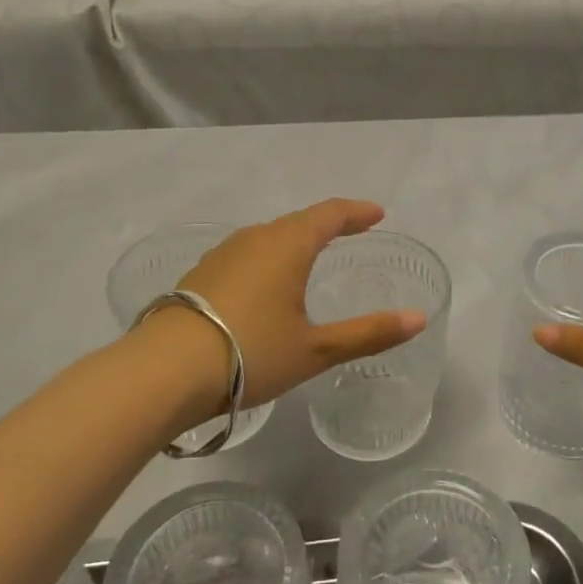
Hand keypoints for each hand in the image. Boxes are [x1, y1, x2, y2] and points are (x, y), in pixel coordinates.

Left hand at [157, 199, 426, 416]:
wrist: (164, 371)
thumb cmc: (250, 353)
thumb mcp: (316, 349)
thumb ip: (368, 333)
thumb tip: (418, 318)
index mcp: (288, 245)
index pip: (330, 214)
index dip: (356, 212)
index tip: (377, 214)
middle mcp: (254, 239)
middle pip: (298, 221)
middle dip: (328, 224)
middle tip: (351, 232)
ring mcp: (222, 255)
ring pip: (268, 237)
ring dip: (295, 240)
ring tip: (311, 256)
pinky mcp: (199, 275)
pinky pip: (246, 255)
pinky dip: (268, 258)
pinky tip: (265, 283)